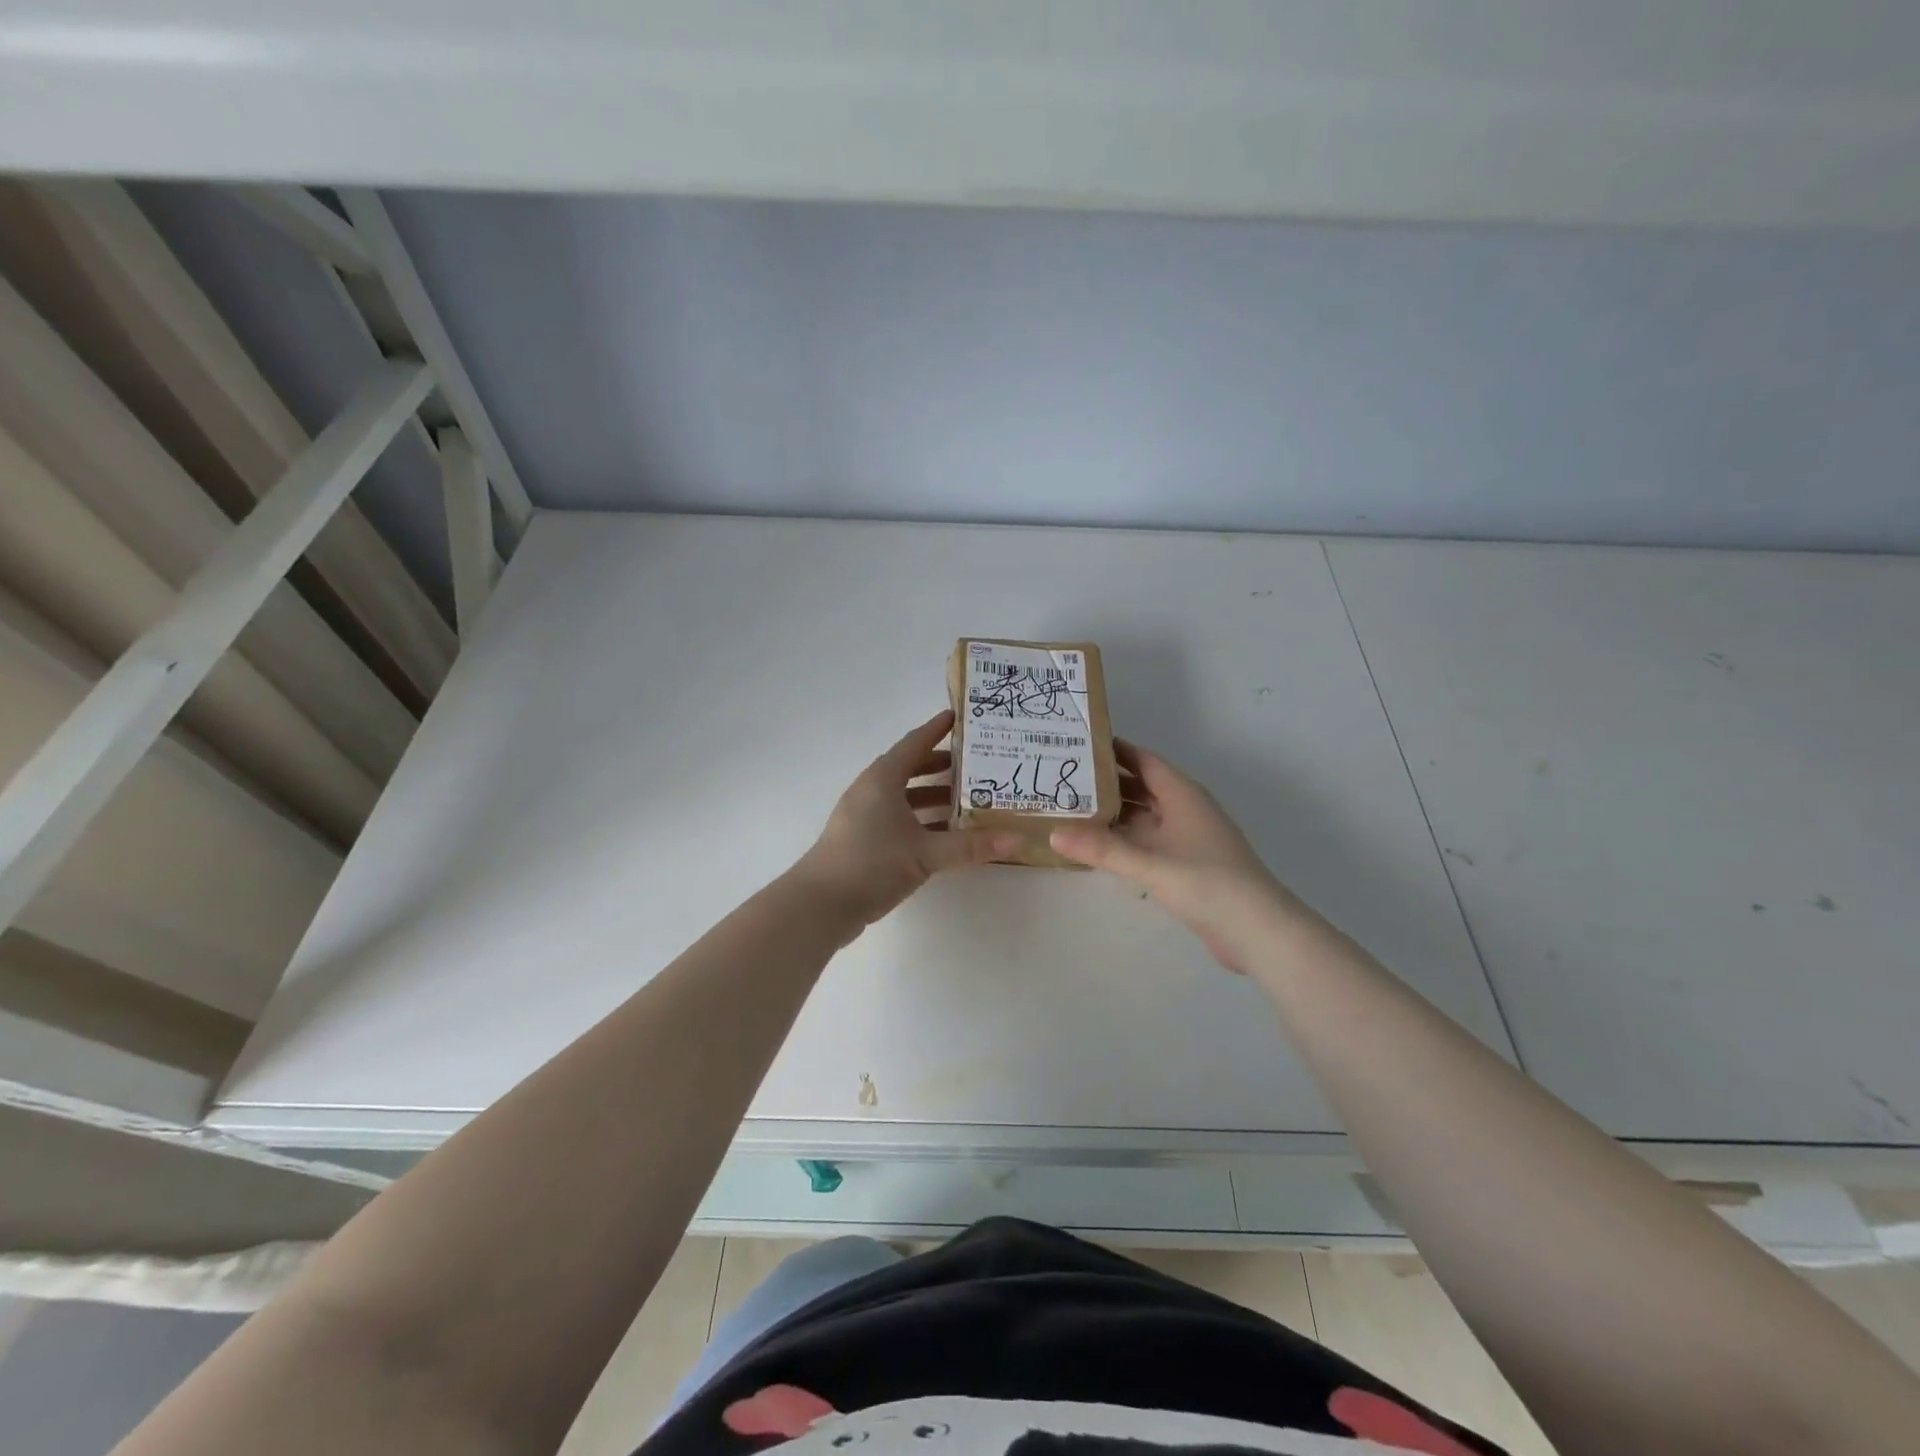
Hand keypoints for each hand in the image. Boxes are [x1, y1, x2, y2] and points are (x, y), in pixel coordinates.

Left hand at [794, 710, 1018, 928]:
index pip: (915, 743)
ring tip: (969, 800)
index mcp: (883, 779)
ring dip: (933, 796)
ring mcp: (864, 816)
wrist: (820, 904)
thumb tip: (1016, 839)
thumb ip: (970, 846)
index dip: (938, 730)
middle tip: (977, 766)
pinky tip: (945, 834)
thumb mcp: (925, 853)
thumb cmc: (872, 863)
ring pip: (905, 796)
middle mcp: (871, 790)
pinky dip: (922, 820)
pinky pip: (898, 818)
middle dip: (942, 766)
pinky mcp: (862, 840)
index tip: (960, 717)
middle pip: (910, 768)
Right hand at [1051, 741, 1311, 971]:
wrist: (1257, 930)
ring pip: (1145, 816)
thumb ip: (1102, 849)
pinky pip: (1149, 841)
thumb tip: (1053, 833)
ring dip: (1115, 814)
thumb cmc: (1206, 883)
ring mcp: (1189, 838)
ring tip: (1072, 812)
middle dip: (1107, 784)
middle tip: (1064, 781)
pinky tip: (1100, 848)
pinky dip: (1126, 840)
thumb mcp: (1149, 863)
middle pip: (1142, 787)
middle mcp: (1186, 810)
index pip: (1144, 760)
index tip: (1079, 745)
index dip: (1114, 751)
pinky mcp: (1188, 865)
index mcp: (1183, 795)